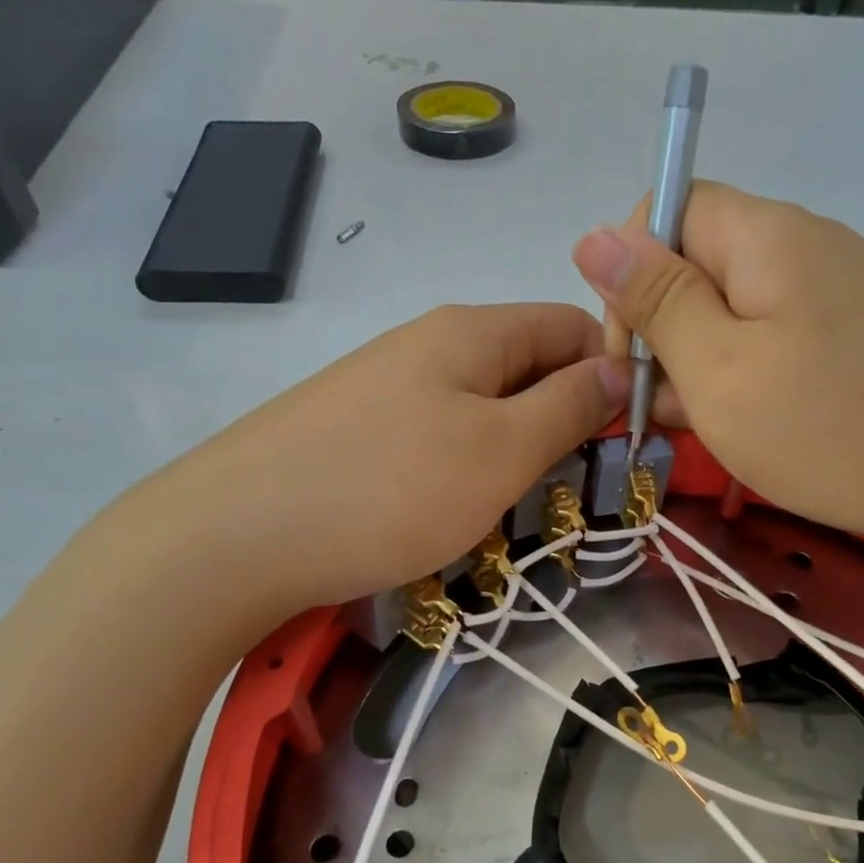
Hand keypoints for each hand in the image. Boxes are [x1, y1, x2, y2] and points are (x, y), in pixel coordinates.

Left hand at [135, 304, 625, 615]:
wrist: (235, 536)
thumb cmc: (389, 490)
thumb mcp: (500, 450)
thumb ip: (568, 406)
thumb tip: (619, 368)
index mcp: (472, 332)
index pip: (571, 326)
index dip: (611, 371)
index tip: (628, 437)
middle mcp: (427, 344)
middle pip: (525, 366)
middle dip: (563, 419)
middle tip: (577, 487)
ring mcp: (385, 386)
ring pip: (481, 407)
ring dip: (513, 451)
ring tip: (517, 508)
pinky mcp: (355, 431)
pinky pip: (435, 436)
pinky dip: (463, 469)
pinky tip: (453, 511)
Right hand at [572, 183, 863, 552]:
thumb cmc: (832, 429)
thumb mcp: (718, 369)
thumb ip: (655, 299)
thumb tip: (591, 235)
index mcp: (764, 235)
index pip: (666, 210)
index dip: (630, 273)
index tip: (630, 352)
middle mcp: (801, 245)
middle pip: (697, 263)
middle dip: (662, 330)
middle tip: (665, 409)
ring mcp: (835, 291)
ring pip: (732, 310)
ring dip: (700, 364)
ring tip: (708, 428)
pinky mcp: (856, 334)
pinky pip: (774, 339)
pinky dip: (745, 377)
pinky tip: (749, 427)